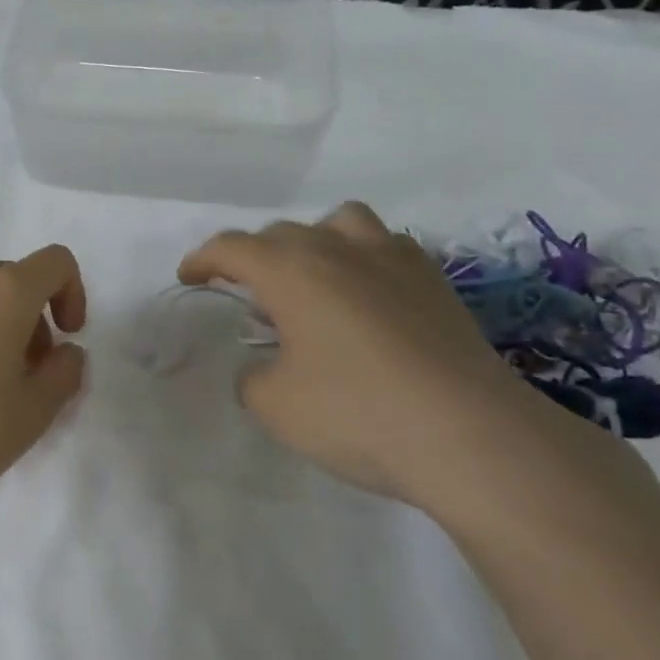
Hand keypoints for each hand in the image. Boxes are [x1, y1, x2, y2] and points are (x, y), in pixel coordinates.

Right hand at [179, 202, 569, 506]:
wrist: (471, 436)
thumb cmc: (357, 414)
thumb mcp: (275, 405)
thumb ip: (253, 376)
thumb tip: (266, 365)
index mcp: (292, 271)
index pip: (232, 247)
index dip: (203, 259)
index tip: (189, 278)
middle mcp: (340, 249)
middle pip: (283, 234)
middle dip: (254, 257)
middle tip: (247, 294)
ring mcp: (394, 259)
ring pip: (341, 223)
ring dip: (314, 243)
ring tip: (313, 280)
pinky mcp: (435, 281)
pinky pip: (385, 247)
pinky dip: (363, 260)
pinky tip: (367, 298)